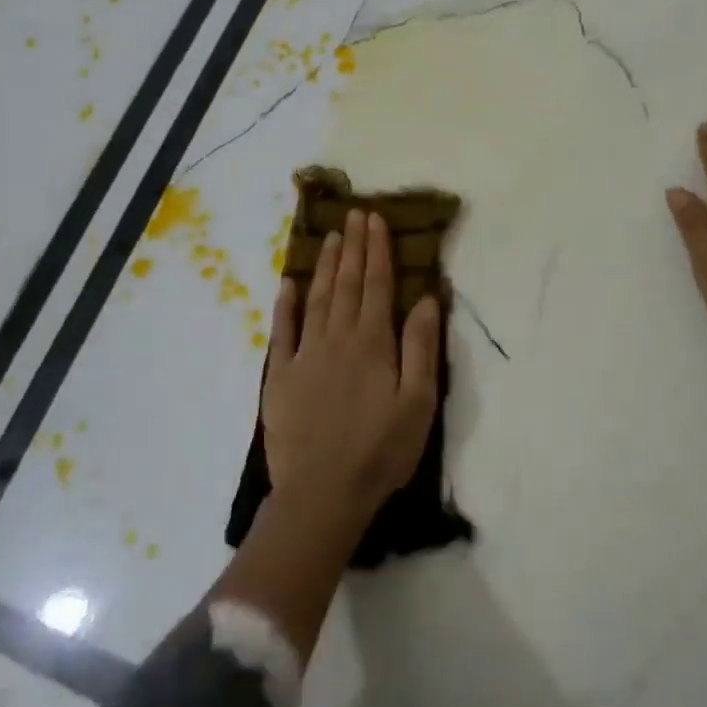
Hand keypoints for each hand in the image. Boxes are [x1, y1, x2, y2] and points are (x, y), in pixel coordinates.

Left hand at [262, 209, 441, 516]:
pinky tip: (287, 283)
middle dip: (352, 247)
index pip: (376, 285)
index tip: (376, 219)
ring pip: (316, 299)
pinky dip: (284, 305)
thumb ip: (421, 347)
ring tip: (330, 236)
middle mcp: (337, 339)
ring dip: (324, 265)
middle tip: (354, 214)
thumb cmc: (380, 450)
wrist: (322, 493)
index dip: (377, 250)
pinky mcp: (280, 377)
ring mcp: (304, 356)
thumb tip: (426, 297)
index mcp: (373, 343)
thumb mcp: (418, 402)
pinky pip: (281, 332)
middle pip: (346, 284)